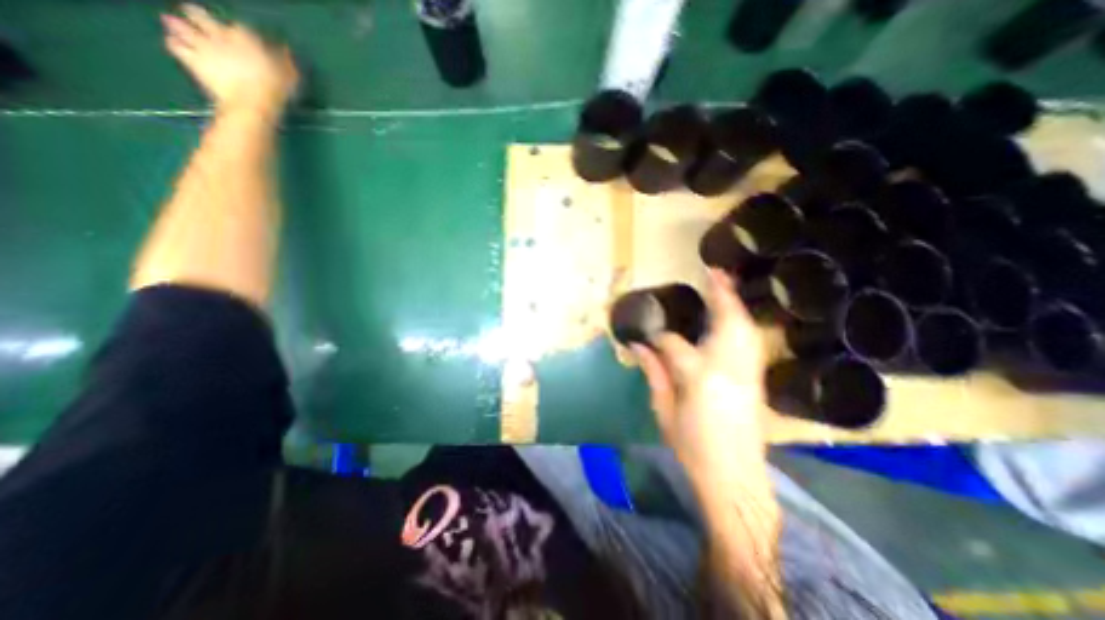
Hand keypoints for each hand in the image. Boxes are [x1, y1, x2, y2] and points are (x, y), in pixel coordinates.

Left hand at [160, 1, 297, 116]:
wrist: (252, 104)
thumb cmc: (275, 91)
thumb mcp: (289, 77)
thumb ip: (285, 61)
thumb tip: (285, 50)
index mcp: (245, 38)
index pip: (240, 27)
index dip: (241, 32)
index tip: (243, 36)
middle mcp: (219, 36)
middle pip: (200, 16)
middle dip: (196, 14)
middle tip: (192, 13)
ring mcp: (203, 47)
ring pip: (181, 27)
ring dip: (176, 25)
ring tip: (170, 22)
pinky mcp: (193, 61)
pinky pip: (175, 46)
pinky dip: (174, 44)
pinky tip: (174, 44)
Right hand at [631, 270, 769, 489]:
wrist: (735, 478)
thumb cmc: (692, 447)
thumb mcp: (663, 411)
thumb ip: (653, 373)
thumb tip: (638, 346)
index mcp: (698, 377)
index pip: (674, 344)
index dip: (659, 337)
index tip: (648, 333)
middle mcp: (727, 367)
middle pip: (726, 322)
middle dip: (720, 294)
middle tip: (712, 272)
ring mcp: (748, 372)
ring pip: (745, 328)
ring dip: (735, 303)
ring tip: (725, 283)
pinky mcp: (757, 380)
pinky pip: (751, 341)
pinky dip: (743, 322)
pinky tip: (735, 315)